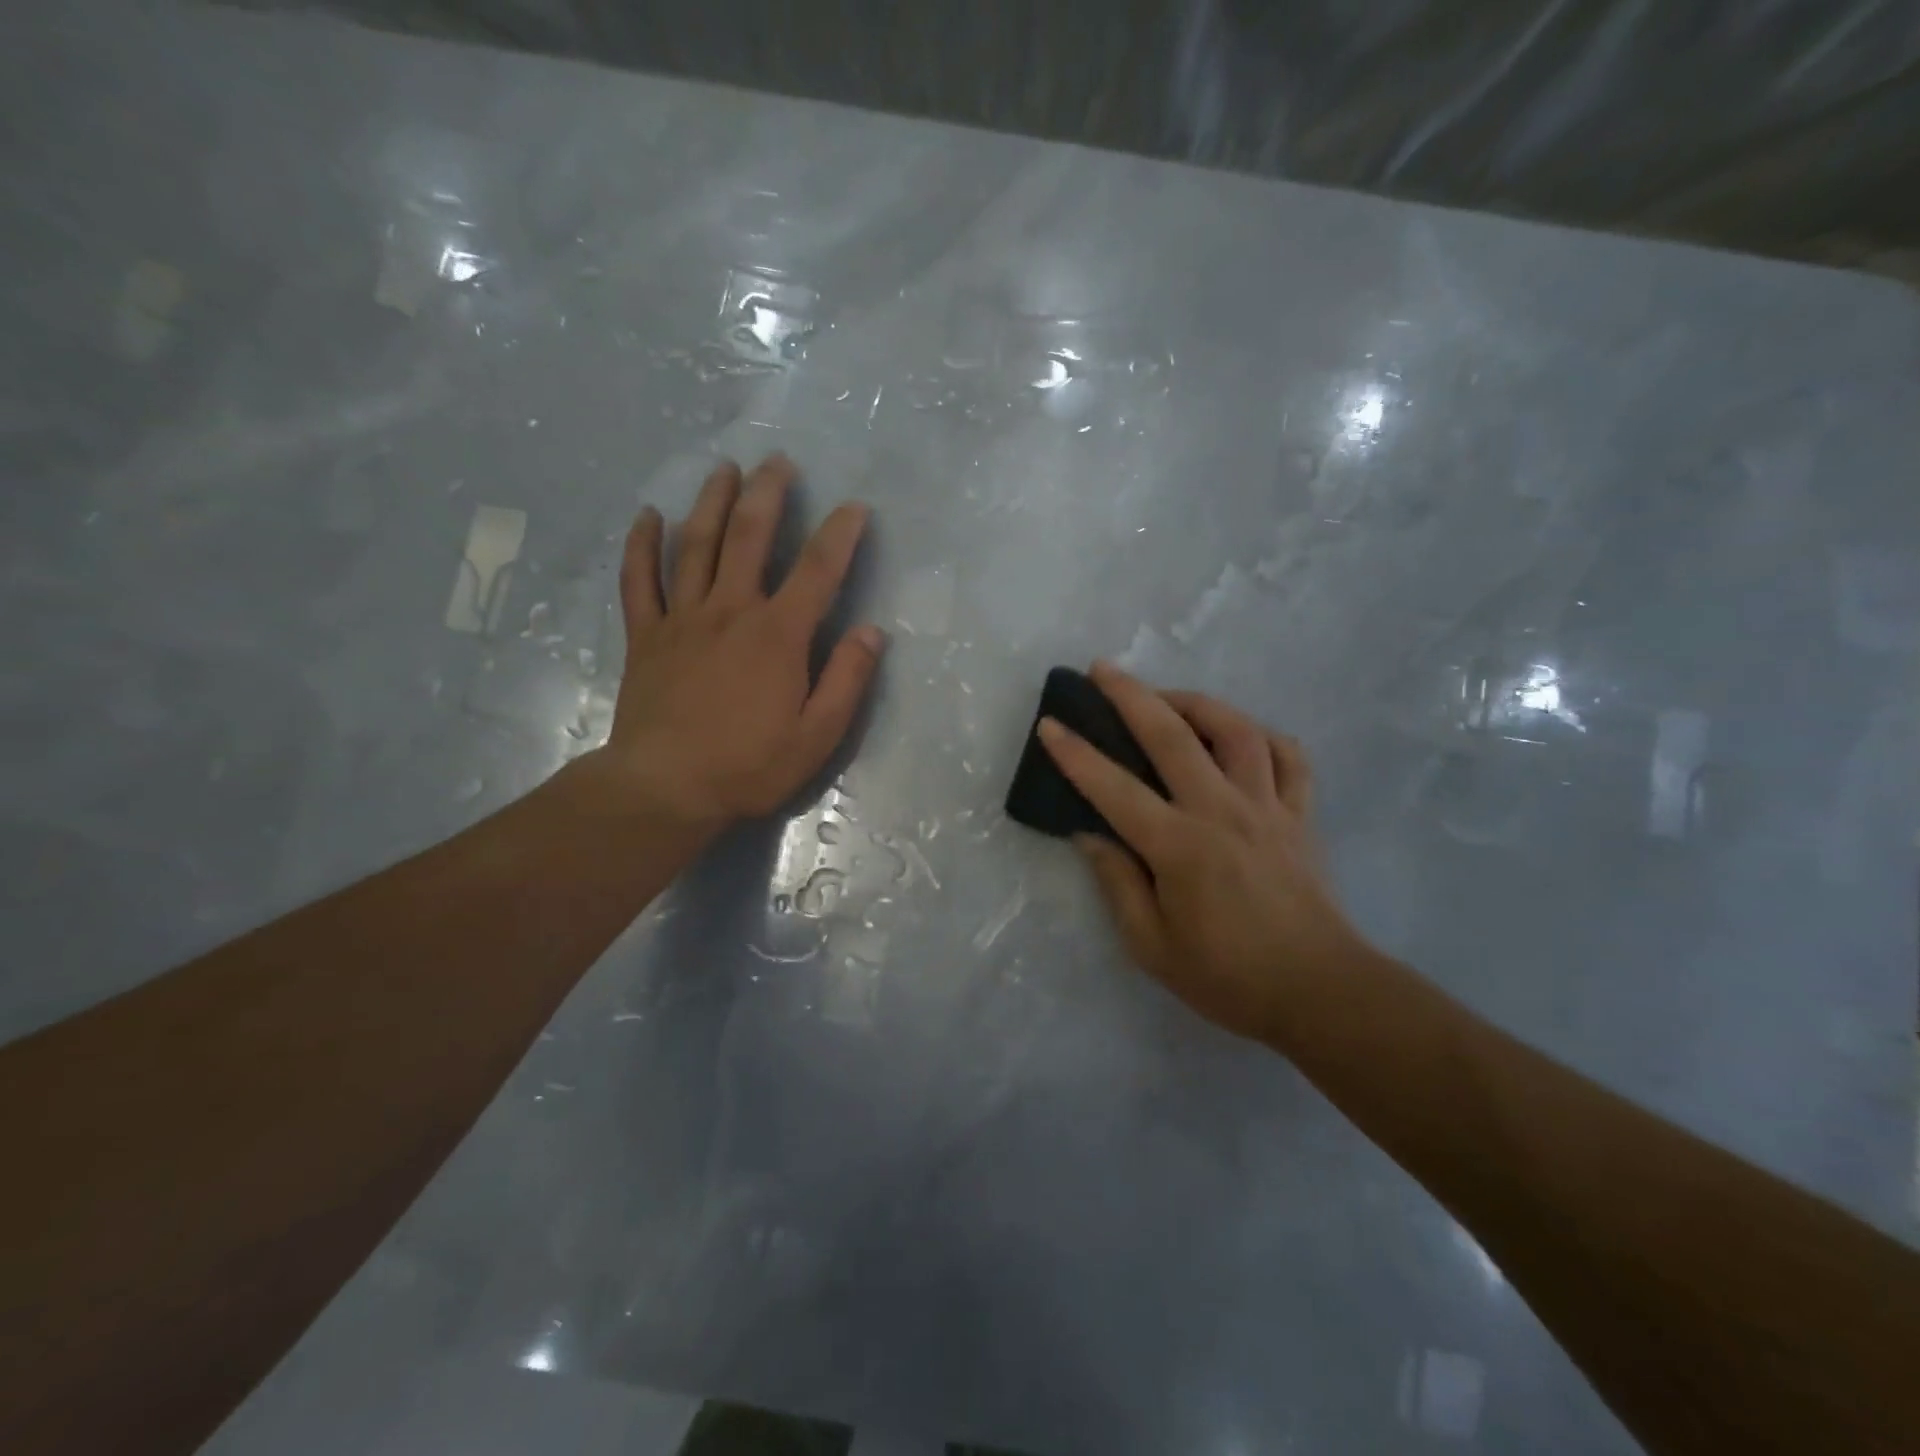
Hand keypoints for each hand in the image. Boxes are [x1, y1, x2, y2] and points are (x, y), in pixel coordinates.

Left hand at [595, 454, 884, 829]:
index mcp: (778, 635)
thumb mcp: (817, 735)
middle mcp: (730, 611)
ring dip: (711, 502)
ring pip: (696, 545)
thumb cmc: (749, 766)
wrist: (666, 788)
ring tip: (724, 469)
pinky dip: (642, 544)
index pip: (817, 570)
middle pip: (749, 537)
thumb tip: (872, 632)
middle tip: (778, 461)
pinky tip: (648, 516)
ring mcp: (682, 619)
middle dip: (768, 494)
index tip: (855, 507)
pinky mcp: (646, 636)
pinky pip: (639, 580)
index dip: (840, 534)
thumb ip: (847, 680)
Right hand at [1038, 662, 1370, 1043]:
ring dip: (1196, 702)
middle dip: (1131, 696)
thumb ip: (1117, 884)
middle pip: (1173, 736)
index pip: (1115, 788)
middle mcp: (1222, 811)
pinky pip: (1289, 757)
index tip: (1051, 724)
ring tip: (1168, 698)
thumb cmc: (1227, 977)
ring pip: (1236, 730)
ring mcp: (1268, 807)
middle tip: (1102, 670)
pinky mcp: (1301, 814)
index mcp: (1180, 847)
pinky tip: (1240, 736)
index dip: (1076, 754)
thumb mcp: (1152, 946)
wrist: (1320, 993)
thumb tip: (1089, 835)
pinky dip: (1263, 735)